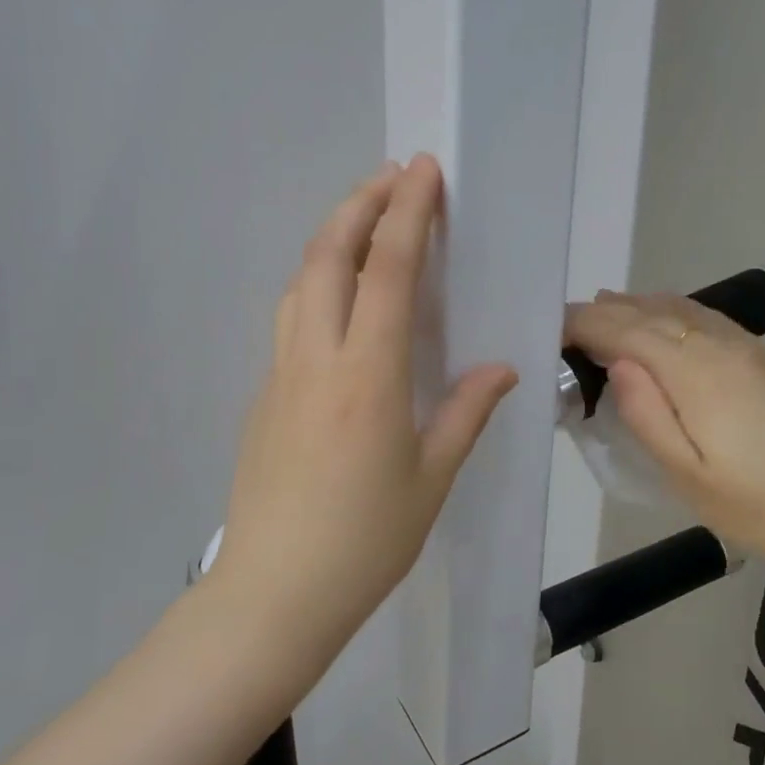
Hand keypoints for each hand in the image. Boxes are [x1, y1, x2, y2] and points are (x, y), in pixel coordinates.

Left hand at [214, 156, 516, 656]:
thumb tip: (500, 369)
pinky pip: (291, 318)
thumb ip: (466, 413)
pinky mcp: (263, 395)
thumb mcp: (431, 479)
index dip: (408, 213)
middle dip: (361, 203)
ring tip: (366, 222)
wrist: (273, 593)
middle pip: (329, 255)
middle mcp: (317, 358)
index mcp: (368, 375)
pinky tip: (340, 300)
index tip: (424, 171)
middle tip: (394, 177)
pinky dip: (318, 283)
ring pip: (301, 281)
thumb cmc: (365, 541)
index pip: (389, 271)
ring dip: (333, 238)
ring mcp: (281, 374)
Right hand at [564, 291, 764, 570]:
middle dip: (605, 312)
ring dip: (637, 305)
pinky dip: (672, 310)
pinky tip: (664, 319)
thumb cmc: (755, 505)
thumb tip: (616, 362)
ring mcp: (749, 347)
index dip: (586, 325)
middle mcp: (721, 345)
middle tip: (568, 321)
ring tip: (604, 307)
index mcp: (696, 373)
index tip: (552, 328)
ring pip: (681, 309)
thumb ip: (646, 415)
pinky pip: (707, 317)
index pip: (627, 331)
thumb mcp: (686, 476)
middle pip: (652, 313)